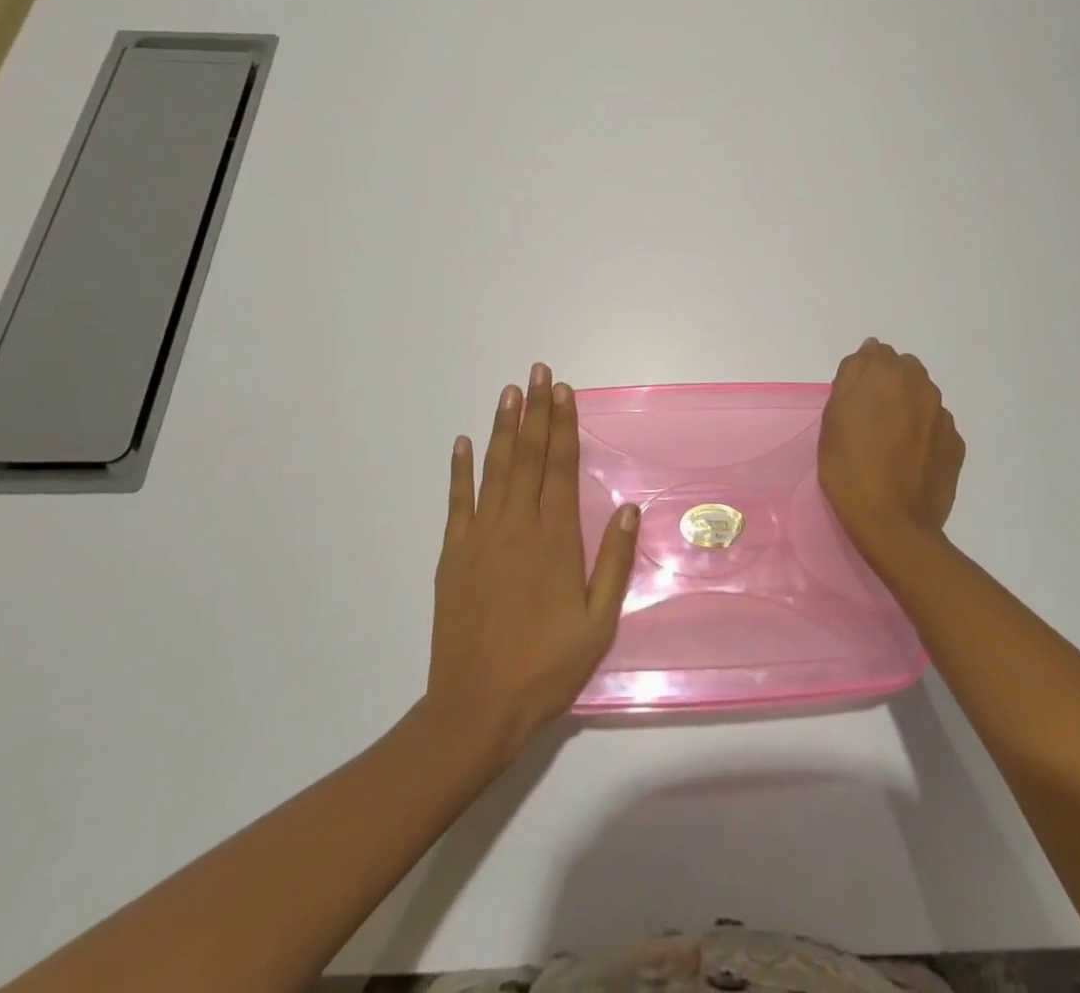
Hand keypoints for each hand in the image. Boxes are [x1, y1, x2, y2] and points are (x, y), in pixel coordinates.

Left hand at [427, 364, 638, 759]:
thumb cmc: (546, 667)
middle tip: (539, 372)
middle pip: (529, 456)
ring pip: (495, 469)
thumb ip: (613, 563)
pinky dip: (460, 469)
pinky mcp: (453, 554)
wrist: (476, 707)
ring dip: (503, 427)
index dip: (563, 426)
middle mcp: (518, 526)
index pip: (560, 467)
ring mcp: (481, 537)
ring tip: (509, 391)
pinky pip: (457, 501)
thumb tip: (627, 509)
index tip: (564, 392)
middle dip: (536, 410)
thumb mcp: (598, 623)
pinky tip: (463, 442)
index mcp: (555, 540)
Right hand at [819, 338, 965, 558]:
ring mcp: (944, 416)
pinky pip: (935, 426)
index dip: (863, 375)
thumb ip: (852, 376)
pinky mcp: (956, 444)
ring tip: (889, 444)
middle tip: (869, 420)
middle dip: (888, 386)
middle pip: (904, 371)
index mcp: (889, 374)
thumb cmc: (850, 467)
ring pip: (922, 398)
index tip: (852, 401)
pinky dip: (923, 434)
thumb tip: (869, 351)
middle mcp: (922, 386)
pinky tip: (908, 461)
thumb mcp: (833, 417)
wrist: (892, 523)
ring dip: (907, 408)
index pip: (876, 353)